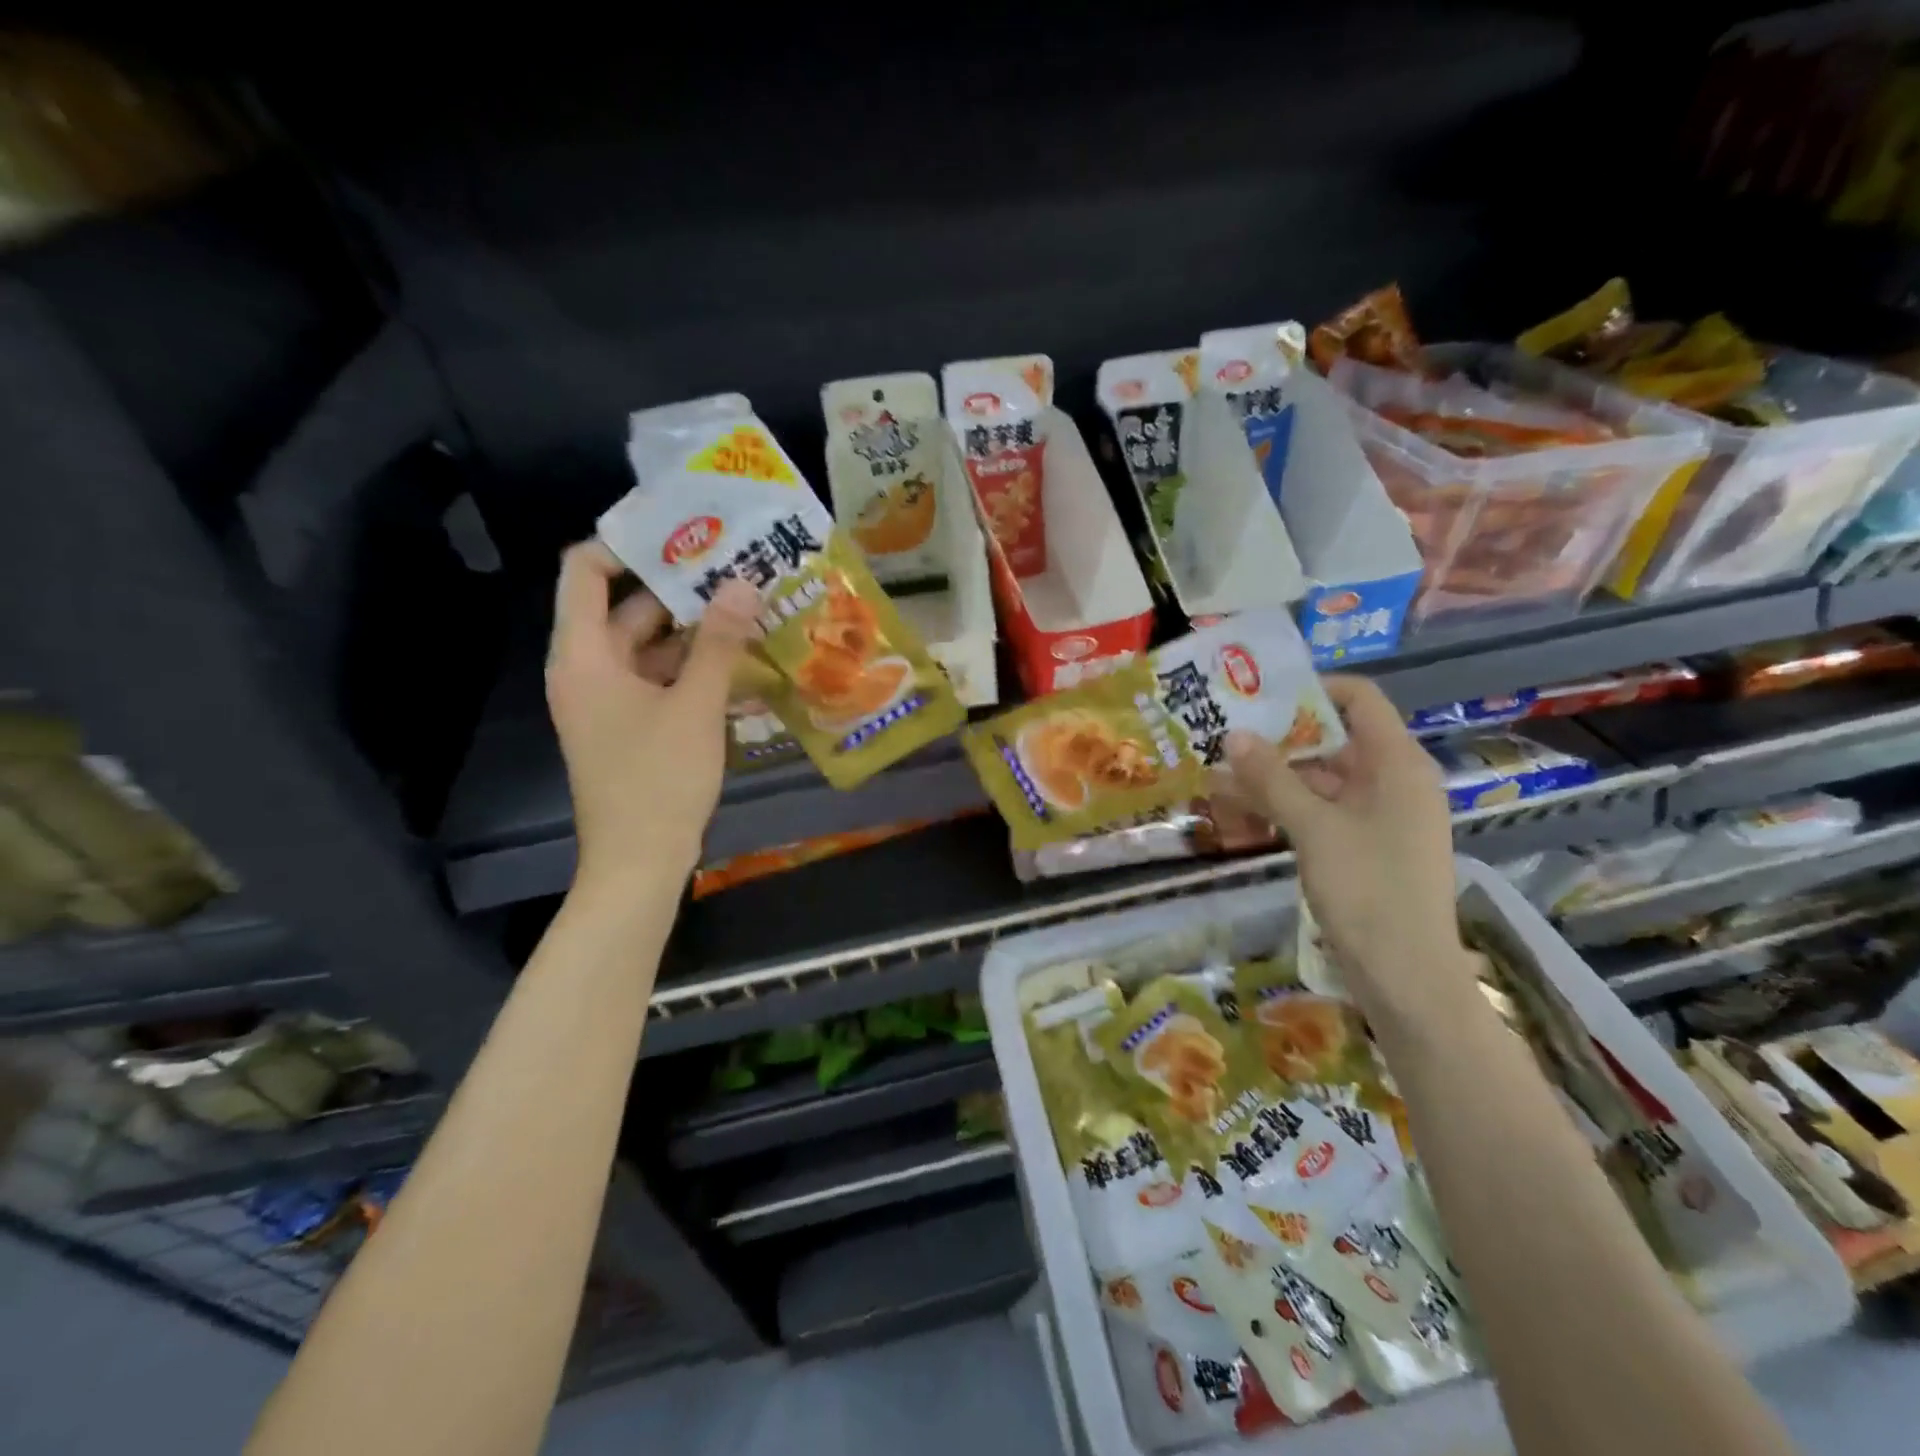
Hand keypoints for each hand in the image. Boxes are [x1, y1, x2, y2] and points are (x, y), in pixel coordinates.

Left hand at [545, 541, 759, 893]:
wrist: (639, 862)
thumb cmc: (659, 779)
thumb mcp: (696, 706)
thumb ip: (718, 642)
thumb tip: (742, 583)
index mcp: (584, 656)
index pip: (584, 572)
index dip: (626, 545)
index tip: (684, 536)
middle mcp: (587, 670)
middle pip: (626, 609)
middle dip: (680, 590)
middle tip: (736, 571)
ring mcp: (609, 701)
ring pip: (649, 647)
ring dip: (693, 632)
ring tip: (748, 611)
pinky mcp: (630, 726)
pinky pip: (659, 680)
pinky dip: (693, 669)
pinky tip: (739, 664)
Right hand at [1223, 675, 1471, 1014]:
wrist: (1406, 977)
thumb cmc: (1368, 890)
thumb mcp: (1314, 828)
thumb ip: (1272, 778)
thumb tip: (1234, 735)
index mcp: (1397, 764)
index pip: (1359, 700)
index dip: (1313, 689)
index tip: (1260, 695)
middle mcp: (1393, 781)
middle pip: (1334, 739)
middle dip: (1278, 738)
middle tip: (1224, 734)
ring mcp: (1380, 816)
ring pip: (1322, 780)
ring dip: (1274, 777)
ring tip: (1218, 774)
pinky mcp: (1365, 846)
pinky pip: (1322, 811)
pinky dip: (1286, 807)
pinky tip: (1241, 810)